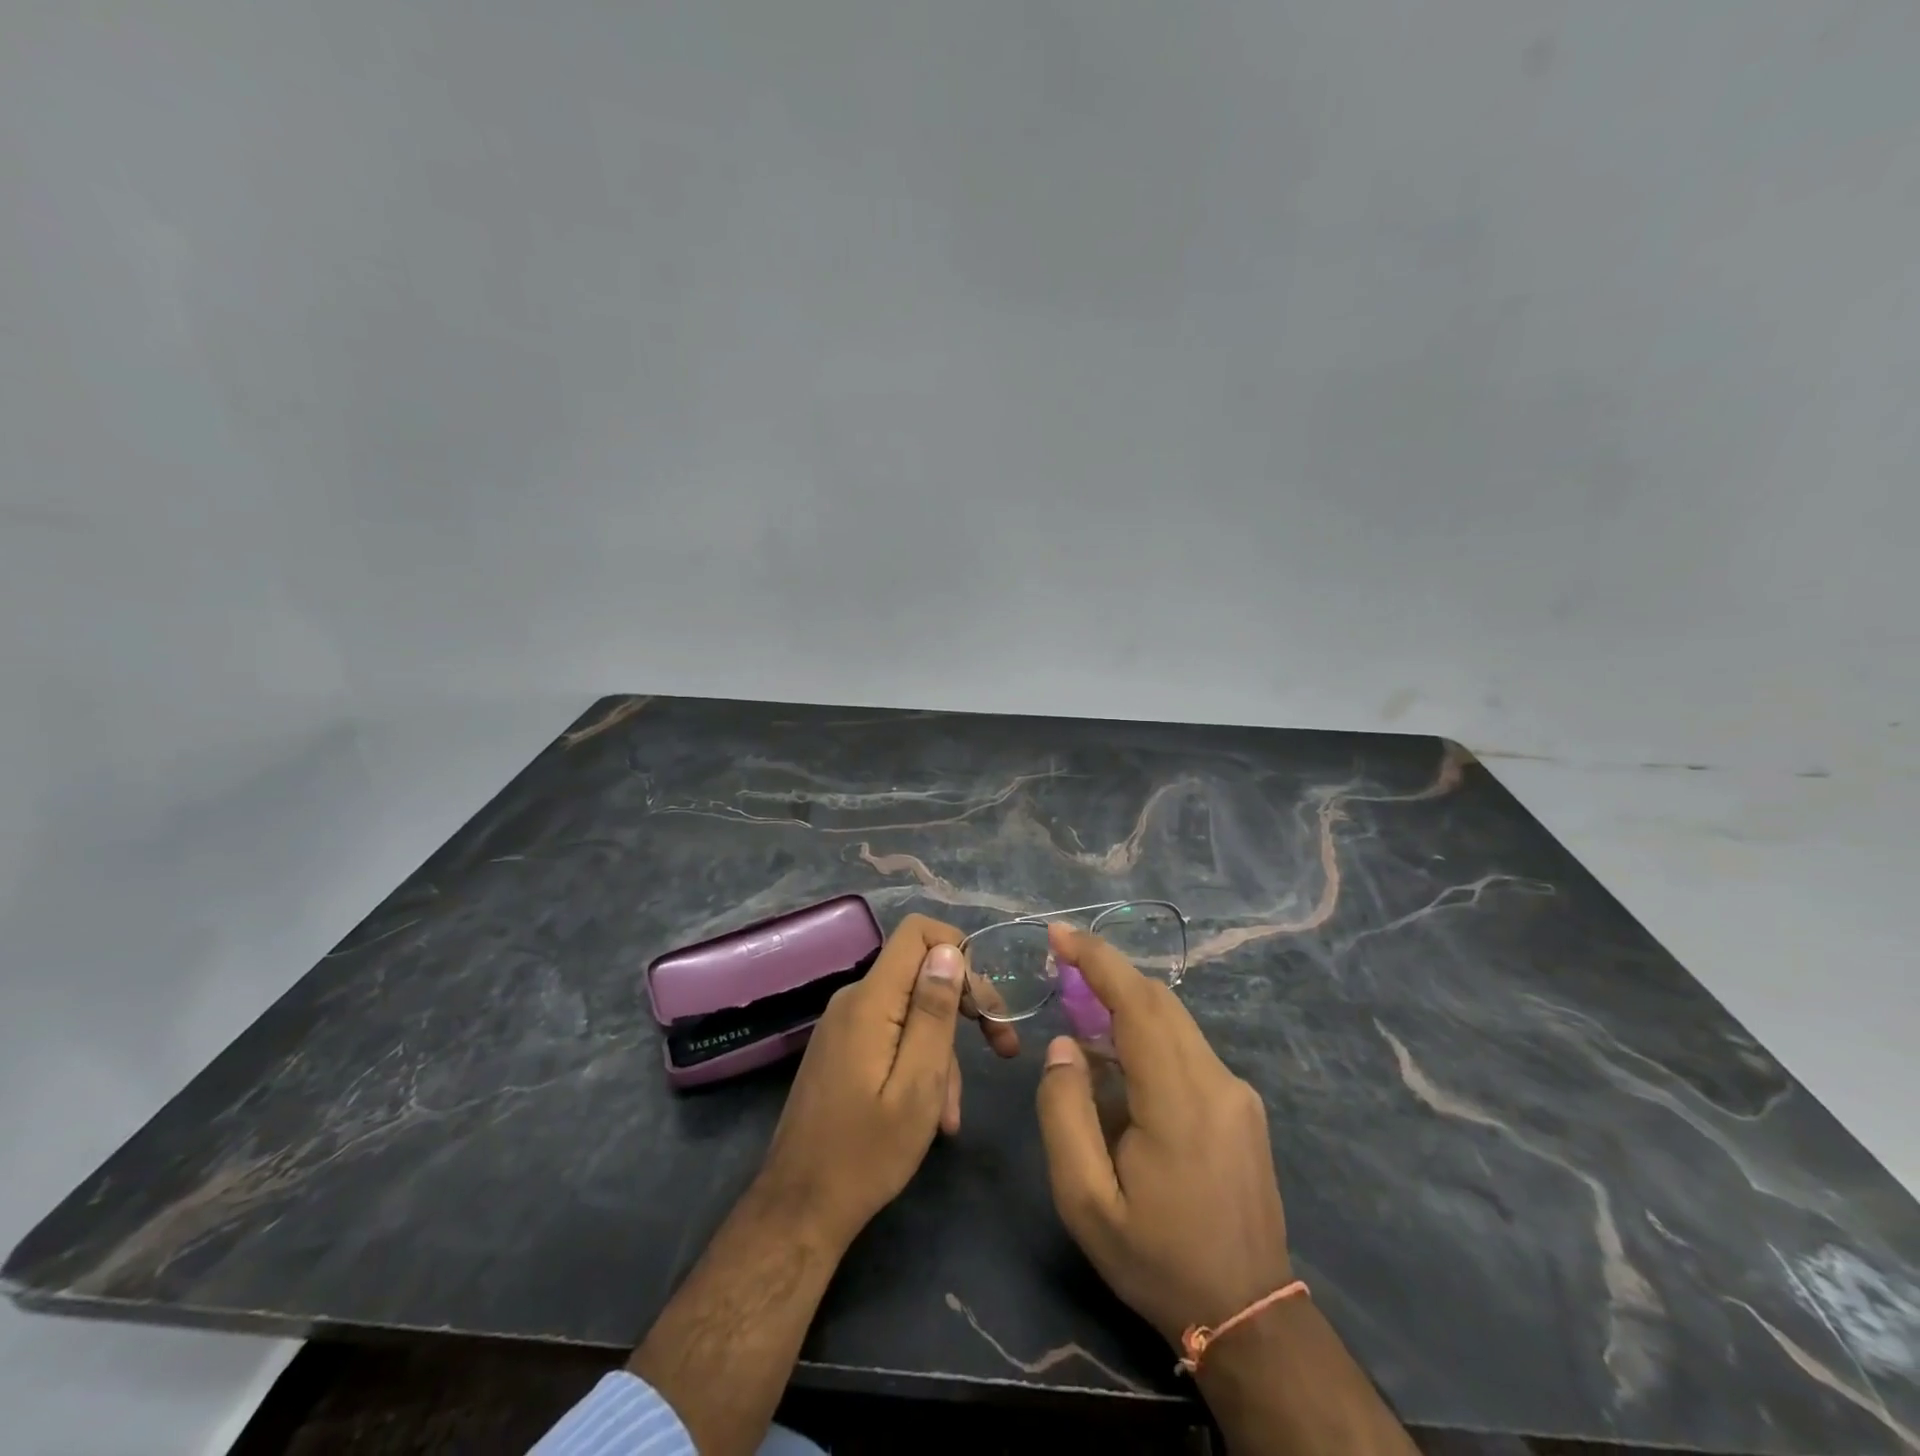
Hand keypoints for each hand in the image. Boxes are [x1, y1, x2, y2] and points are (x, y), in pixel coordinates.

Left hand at [757, 913, 1018, 1247]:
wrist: (800, 1207)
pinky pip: (891, 1035)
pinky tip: (930, 1113)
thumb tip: (950, 951)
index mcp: (870, 1000)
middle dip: (963, 1006)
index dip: (959, 950)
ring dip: (941, 1052)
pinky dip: (917, 1063)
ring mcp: (844, 1025)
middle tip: (1001, 1048)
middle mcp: (854, 1000)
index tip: (984, 1000)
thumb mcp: (918, 1085)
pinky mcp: (842, 1048)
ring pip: (910, 1012)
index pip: (917, 932)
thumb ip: (934, 1013)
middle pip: (920, 972)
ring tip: (950, 1114)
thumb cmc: (866, 1152)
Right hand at [1035, 923, 1291, 1346]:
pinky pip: (1187, 1047)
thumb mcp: (1086, 1201)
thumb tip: (1065, 1045)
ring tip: (1081, 1011)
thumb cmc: (1157, 1260)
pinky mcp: (1242, 1104)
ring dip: (1126, 1003)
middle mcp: (1217, 1081)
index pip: (1137, 1004)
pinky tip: (1119, 1062)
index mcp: (1179, 1102)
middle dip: (1108, 972)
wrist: (1248, 1315)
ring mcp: (1237, 1092)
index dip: (1097, 959)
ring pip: (1175, 1021)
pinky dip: (1148, 1033)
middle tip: (1061, 964)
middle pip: (1159, 1001)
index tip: (1059, 932)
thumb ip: (1065, 1113)